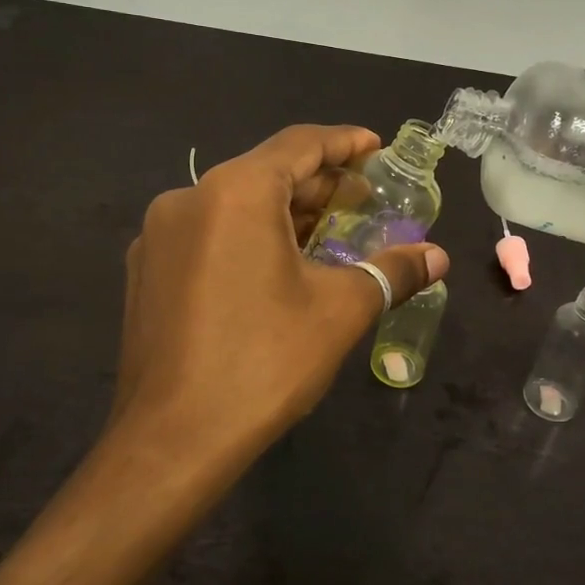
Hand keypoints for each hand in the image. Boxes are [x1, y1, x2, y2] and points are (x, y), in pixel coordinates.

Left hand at [110, 124, 448, 468]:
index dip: (344, 143)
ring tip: (329, 231)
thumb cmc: (263, 362)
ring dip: (285, 212)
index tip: (377, 146)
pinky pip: (208, 234)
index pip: (299, 144)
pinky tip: (276, 265)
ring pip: (234, 204)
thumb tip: (437, 255)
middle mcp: (189, 198)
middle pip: (266, 172)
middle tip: (364, 198)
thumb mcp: (340, 311)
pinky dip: (248, 236)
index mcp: (236, 192)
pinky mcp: (146, 271)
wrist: (170, 441)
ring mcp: (159, 236)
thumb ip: (392, 272)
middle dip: (319, 183)